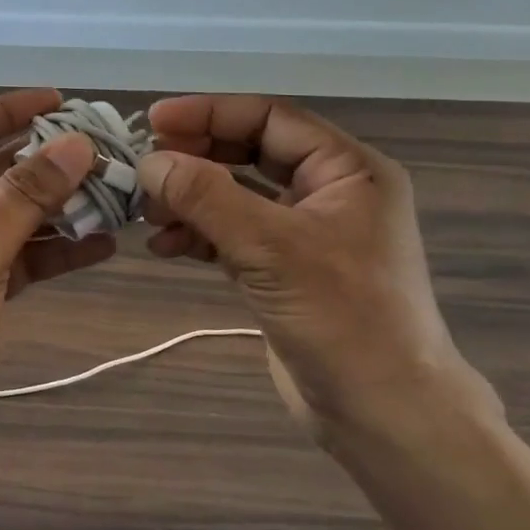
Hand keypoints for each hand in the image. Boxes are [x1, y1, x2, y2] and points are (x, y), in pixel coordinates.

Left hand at [0, 89, 116, 471]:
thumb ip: (26, 195)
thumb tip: (77, 144)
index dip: (6, 110)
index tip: (59, 103)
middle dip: (44, 163)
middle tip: (102, 151)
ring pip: (12, 216)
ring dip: (58, 207)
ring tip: (113, 196)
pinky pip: (21, 257)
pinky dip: (56, 251)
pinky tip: (101, 244)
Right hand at [139, 95, 497, 450]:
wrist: (384, 416)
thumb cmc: (343, 320)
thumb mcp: (271, 249)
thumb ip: (207, 198)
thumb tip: (150, 161)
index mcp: (347, 171)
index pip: (270, 118)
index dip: (210, 114)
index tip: (154, 121)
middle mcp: (329, 192)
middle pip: (249, 153)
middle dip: (196, 159)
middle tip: (145, 168)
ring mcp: (305, 233)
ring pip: (236, 196)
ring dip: (190, 199)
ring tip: (148, 214)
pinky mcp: (284, 270)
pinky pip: (233, 234)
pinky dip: (199, 235)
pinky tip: (166, 247)